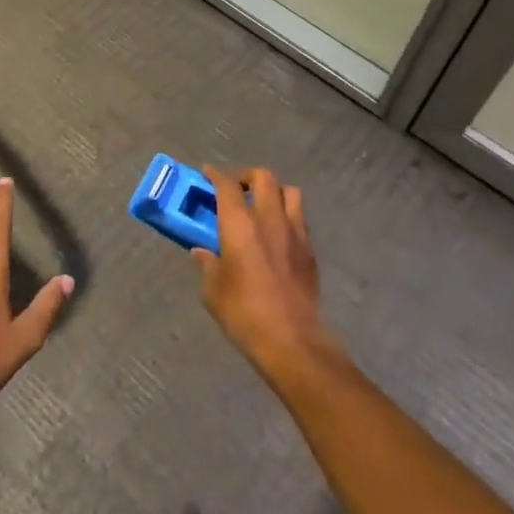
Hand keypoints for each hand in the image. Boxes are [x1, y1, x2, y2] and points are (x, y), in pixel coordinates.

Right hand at [196, 167, 339, 379]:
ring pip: (289, 192)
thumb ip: (208, 264)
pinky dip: (287, 216)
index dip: (215, 175)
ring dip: (273, 192)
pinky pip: (299, 218)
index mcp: (240, 224)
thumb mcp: (213, 290)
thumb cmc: (243, 312)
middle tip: (236, 189)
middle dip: (247, 176)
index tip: (207, 173)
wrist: (291, 340)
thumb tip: (202, 253)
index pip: (227, 185)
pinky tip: (277, 235)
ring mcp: (295, 232)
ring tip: (261, 207)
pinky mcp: (310, 250)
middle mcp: (269, 218)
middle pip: (263, 177)